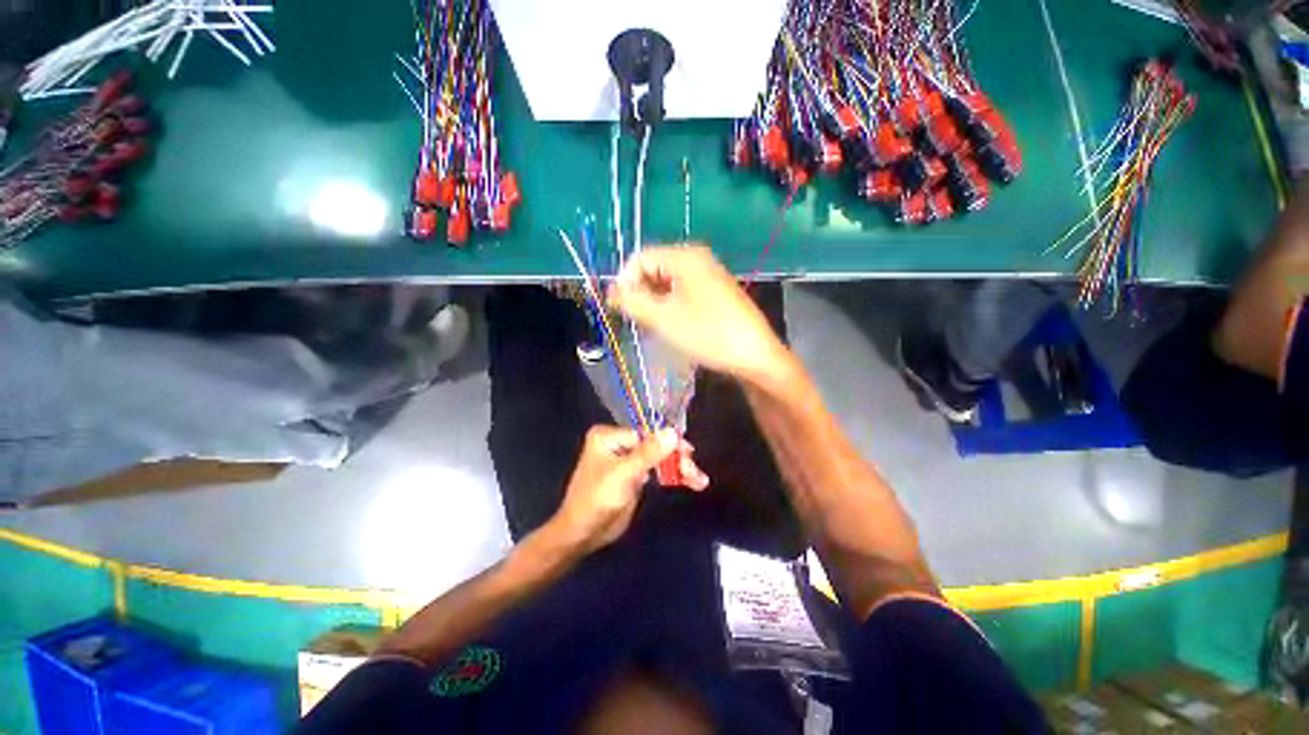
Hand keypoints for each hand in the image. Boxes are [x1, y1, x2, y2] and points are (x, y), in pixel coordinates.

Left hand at [552, 426, 707, 552]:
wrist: (582, 535)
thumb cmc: (597, 500)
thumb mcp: (624, 474)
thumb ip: (649, 453)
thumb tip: (673, 431)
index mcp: (609, 436)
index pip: (647, 434)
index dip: (669, 444)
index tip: (689, 454)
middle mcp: (618, 442)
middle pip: (655, 445)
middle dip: (676, 458)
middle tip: (695, 474)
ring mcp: (627, 459)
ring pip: (659, 457)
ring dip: (679, 468)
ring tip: (699, 480)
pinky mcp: (634, 475)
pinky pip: (657, 470)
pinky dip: (673, 475)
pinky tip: (692, 481)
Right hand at [608, 246, 788, 384]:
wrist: (754, 355)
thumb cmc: (708, 334)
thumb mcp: (664, 318)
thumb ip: (632, 302)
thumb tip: (610, 292)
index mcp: (685, 257)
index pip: (641, 258)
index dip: (624, 281)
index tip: (618, 308)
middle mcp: (697, 258)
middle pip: (655, 267)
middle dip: (640, 291)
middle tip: (637, 319)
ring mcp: (709, 274)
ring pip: (668, 281)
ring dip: (654, 300)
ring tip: (652, 325)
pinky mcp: (715, 291)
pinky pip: (683, 290)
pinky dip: (670, 304)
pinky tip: (671, 324)